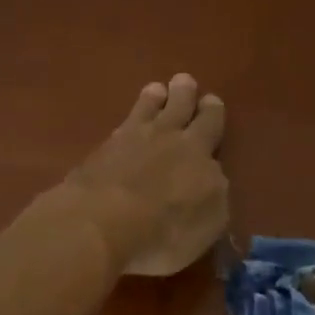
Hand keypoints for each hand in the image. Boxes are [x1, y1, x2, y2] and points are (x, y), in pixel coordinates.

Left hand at [61, 74, 228, 276]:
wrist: (101, 224)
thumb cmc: (164, 232)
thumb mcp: (208, 224)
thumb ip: (214, 195)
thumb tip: (210, 176)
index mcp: (199, 153)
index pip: (211, 124)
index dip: (212, 112)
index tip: (211, 102)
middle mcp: (167, 137)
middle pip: (180, 107)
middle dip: (185, 94)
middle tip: (184, 81)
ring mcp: (130, 139)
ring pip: (148, 108)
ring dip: (155, 98)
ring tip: (157, 90)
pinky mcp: (100, 151)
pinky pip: (121, 126)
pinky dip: (128, 121)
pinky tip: (126, 125)